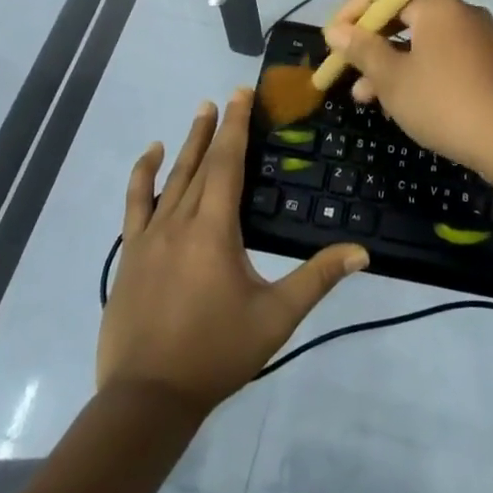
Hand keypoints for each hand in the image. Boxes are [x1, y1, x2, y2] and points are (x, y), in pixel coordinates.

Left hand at [97, 90, 369, 413]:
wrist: (146, 399)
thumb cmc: (215, 353)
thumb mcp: (275, 317)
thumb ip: (317, 279)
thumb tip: (362, 252)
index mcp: (214, 229)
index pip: (228, 163)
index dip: (237, 126)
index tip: (242, 93)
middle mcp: (180, 221)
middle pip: (201, 163)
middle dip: (216, 128)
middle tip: (226, 96)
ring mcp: (149, 236)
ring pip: (171, 177)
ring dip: (187, 143)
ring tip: (200, 113)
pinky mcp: (130, 254)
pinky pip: (135, 203)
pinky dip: (143, 175)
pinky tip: (150, 156)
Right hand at [324, 0, 492, 175]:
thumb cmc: (444, 103)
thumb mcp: (393, 78)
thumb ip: (362, 50)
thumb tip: (335, 30)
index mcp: (437, 6)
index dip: (354, 9)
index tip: (332, 38)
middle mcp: (459, 12)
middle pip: (404, 14)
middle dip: (370, 41)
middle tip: (344, 66)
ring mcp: (477, 38)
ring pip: (421, 40)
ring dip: (389, 62)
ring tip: (363, 96)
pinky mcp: (486, 63)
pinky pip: (441, 55)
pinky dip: (415, 70)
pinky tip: (397, 102)